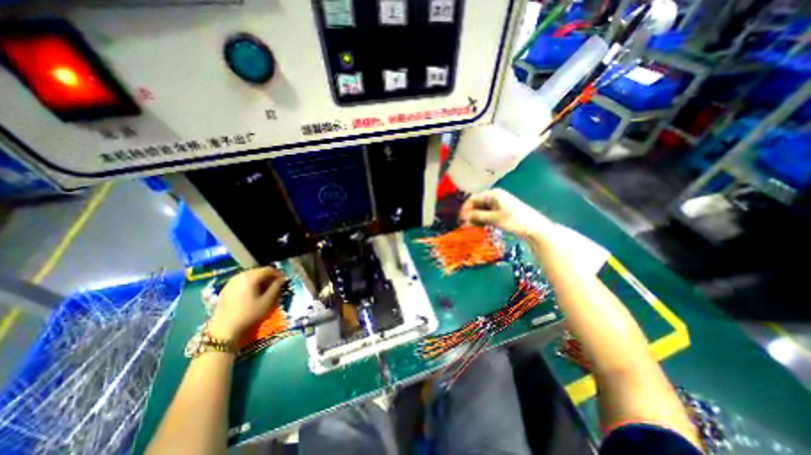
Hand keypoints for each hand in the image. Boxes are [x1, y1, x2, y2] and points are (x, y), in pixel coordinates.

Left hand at [206, 269, 286, 338]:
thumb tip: (282, 279)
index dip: (278, 274)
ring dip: (259, 280)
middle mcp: (240, 276)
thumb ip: (276, 287)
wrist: (225, 331)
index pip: (269, 269)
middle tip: (275, 285)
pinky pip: (241, 281)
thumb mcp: (268, 301)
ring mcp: (230, 282)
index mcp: (251, 277)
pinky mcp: (225, 289)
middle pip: (258, 271)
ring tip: (264, 289)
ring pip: (249, 275)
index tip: (283, 281)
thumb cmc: (250, 314)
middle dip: (268, 276)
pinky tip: (252, 293)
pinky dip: (249, 284)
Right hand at [458, 188, 553, 239]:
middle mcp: (494, 196)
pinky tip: (480, 227)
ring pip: (482, 209)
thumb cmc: (515, 220)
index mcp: (493, 194)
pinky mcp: (501, 211)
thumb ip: (478, 216)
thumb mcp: (495, 219)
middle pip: (477, 203)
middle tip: (465, 225)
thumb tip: (463, 217)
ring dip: (476, 218)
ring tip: (471, 227)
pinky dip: (483, 219)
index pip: (473, 198)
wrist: (535, 227)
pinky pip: (488, 213)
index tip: (460, 219)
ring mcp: (498, 204)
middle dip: (470, 214)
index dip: (465, 208)